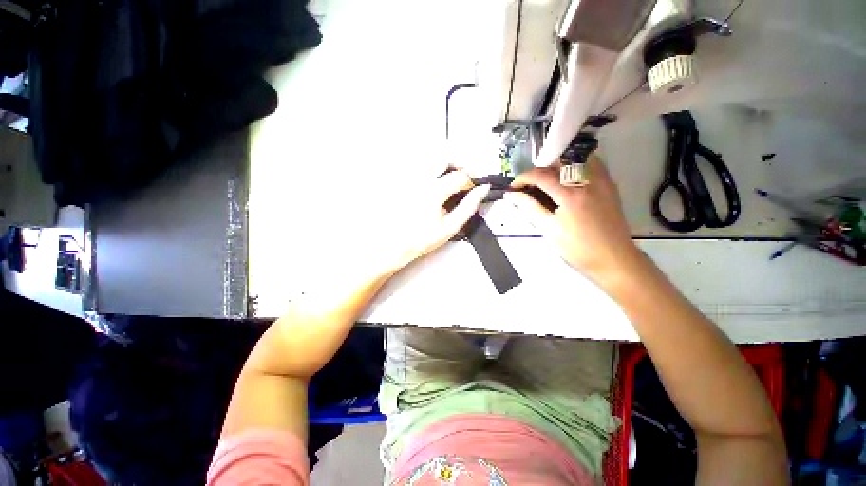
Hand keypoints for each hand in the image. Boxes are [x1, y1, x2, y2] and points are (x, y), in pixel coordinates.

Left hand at [375, 170, 490, 274]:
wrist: (397, 243)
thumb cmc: (422, 238)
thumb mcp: (451, 226)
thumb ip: (469, 206)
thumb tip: (483, 190)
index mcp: (434, 191)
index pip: (460, 175)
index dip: (473, 178)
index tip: (476, 185)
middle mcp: (420, 179)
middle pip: (445, 157)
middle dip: (460, 164)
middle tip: (466, 177)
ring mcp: (410, 178)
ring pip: (432, 159)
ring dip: (446, 165)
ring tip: (453, 179)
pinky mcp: (403, 180)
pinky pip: (420, 166)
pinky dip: (433, 169)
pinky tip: (436, 182)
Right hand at [505, 155, 642, 284]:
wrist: (613, 259)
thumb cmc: (577, 248)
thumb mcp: (548, 229)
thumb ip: (529, 207)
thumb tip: (512, 195)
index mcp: (570, 194)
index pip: (541, 175)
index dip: (523, 178)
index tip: (513, 187)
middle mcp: (587, 181)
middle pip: (557, 162)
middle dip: (538, 171)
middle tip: (530, 186)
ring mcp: (601, 181)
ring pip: (576, 158)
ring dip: (557, 165)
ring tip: (548, 181)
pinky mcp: (609, 185)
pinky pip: (591, 164)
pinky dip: (575, 166)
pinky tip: (568, 180)